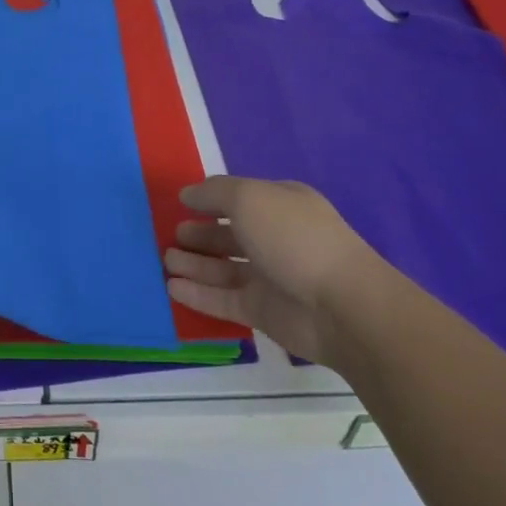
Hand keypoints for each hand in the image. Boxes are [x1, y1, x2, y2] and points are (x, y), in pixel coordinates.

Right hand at [165, 176, 382, 362]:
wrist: (342, 306)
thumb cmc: (294, 238)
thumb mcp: (249, 198)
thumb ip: (213, 193)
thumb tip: (188, 194)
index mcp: (280, 205)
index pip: (239, 197)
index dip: (210, 199)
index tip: (180, 203)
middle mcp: (276, 238)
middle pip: (229, 234)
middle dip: (199, 234)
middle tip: (169, 235)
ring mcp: (270, 277)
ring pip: (223, 268)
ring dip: (194, 264)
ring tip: (164, 260)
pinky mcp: (263, 312)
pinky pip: (223, 300)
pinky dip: (197, 294)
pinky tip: (171, 287)